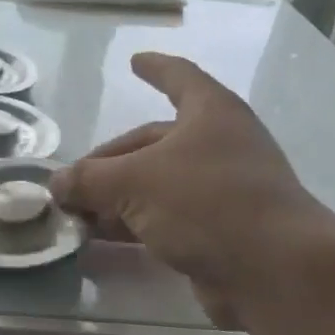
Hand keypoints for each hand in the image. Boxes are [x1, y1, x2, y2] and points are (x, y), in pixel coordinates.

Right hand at [50, 53, 334, 317]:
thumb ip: (88, 179)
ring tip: (76, 214)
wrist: (278, 274)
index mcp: (209, 114)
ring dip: (116, 198)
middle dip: (109, 162)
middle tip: (72, 184)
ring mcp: (225, 190)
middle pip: (154, 142)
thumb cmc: (206, 202)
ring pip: (158, 184)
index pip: (179, 77)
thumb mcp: (132, 183)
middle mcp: (220, 145)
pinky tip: (102, 239)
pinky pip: (168, 218)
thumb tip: (57, 185)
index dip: (155, 68)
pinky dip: (135, 224)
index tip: (134, 61)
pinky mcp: (224, 232)